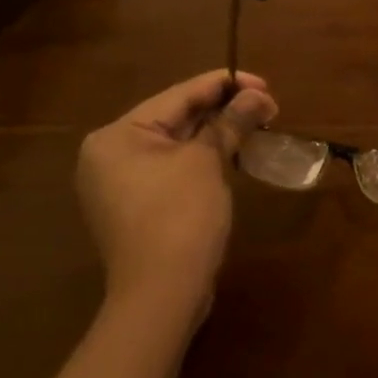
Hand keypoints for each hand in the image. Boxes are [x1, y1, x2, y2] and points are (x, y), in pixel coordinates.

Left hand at [76, 70, 277, 330]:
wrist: (162, 294)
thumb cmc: (180, 215)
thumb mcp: (208, 161)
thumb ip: (232, 121)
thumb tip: (259, 96)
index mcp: (117, 136)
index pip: (179, 95)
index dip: (225, 84)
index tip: (264, 84)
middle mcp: (111, 154)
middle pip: (177, 117)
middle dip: (224, 109)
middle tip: (267, 104)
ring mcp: (121, 183)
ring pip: (178, 142)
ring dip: (218, 132)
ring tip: (257, 123)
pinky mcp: (139, 205)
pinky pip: (175, 166)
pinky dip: (204, 156)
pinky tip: (235, 151)